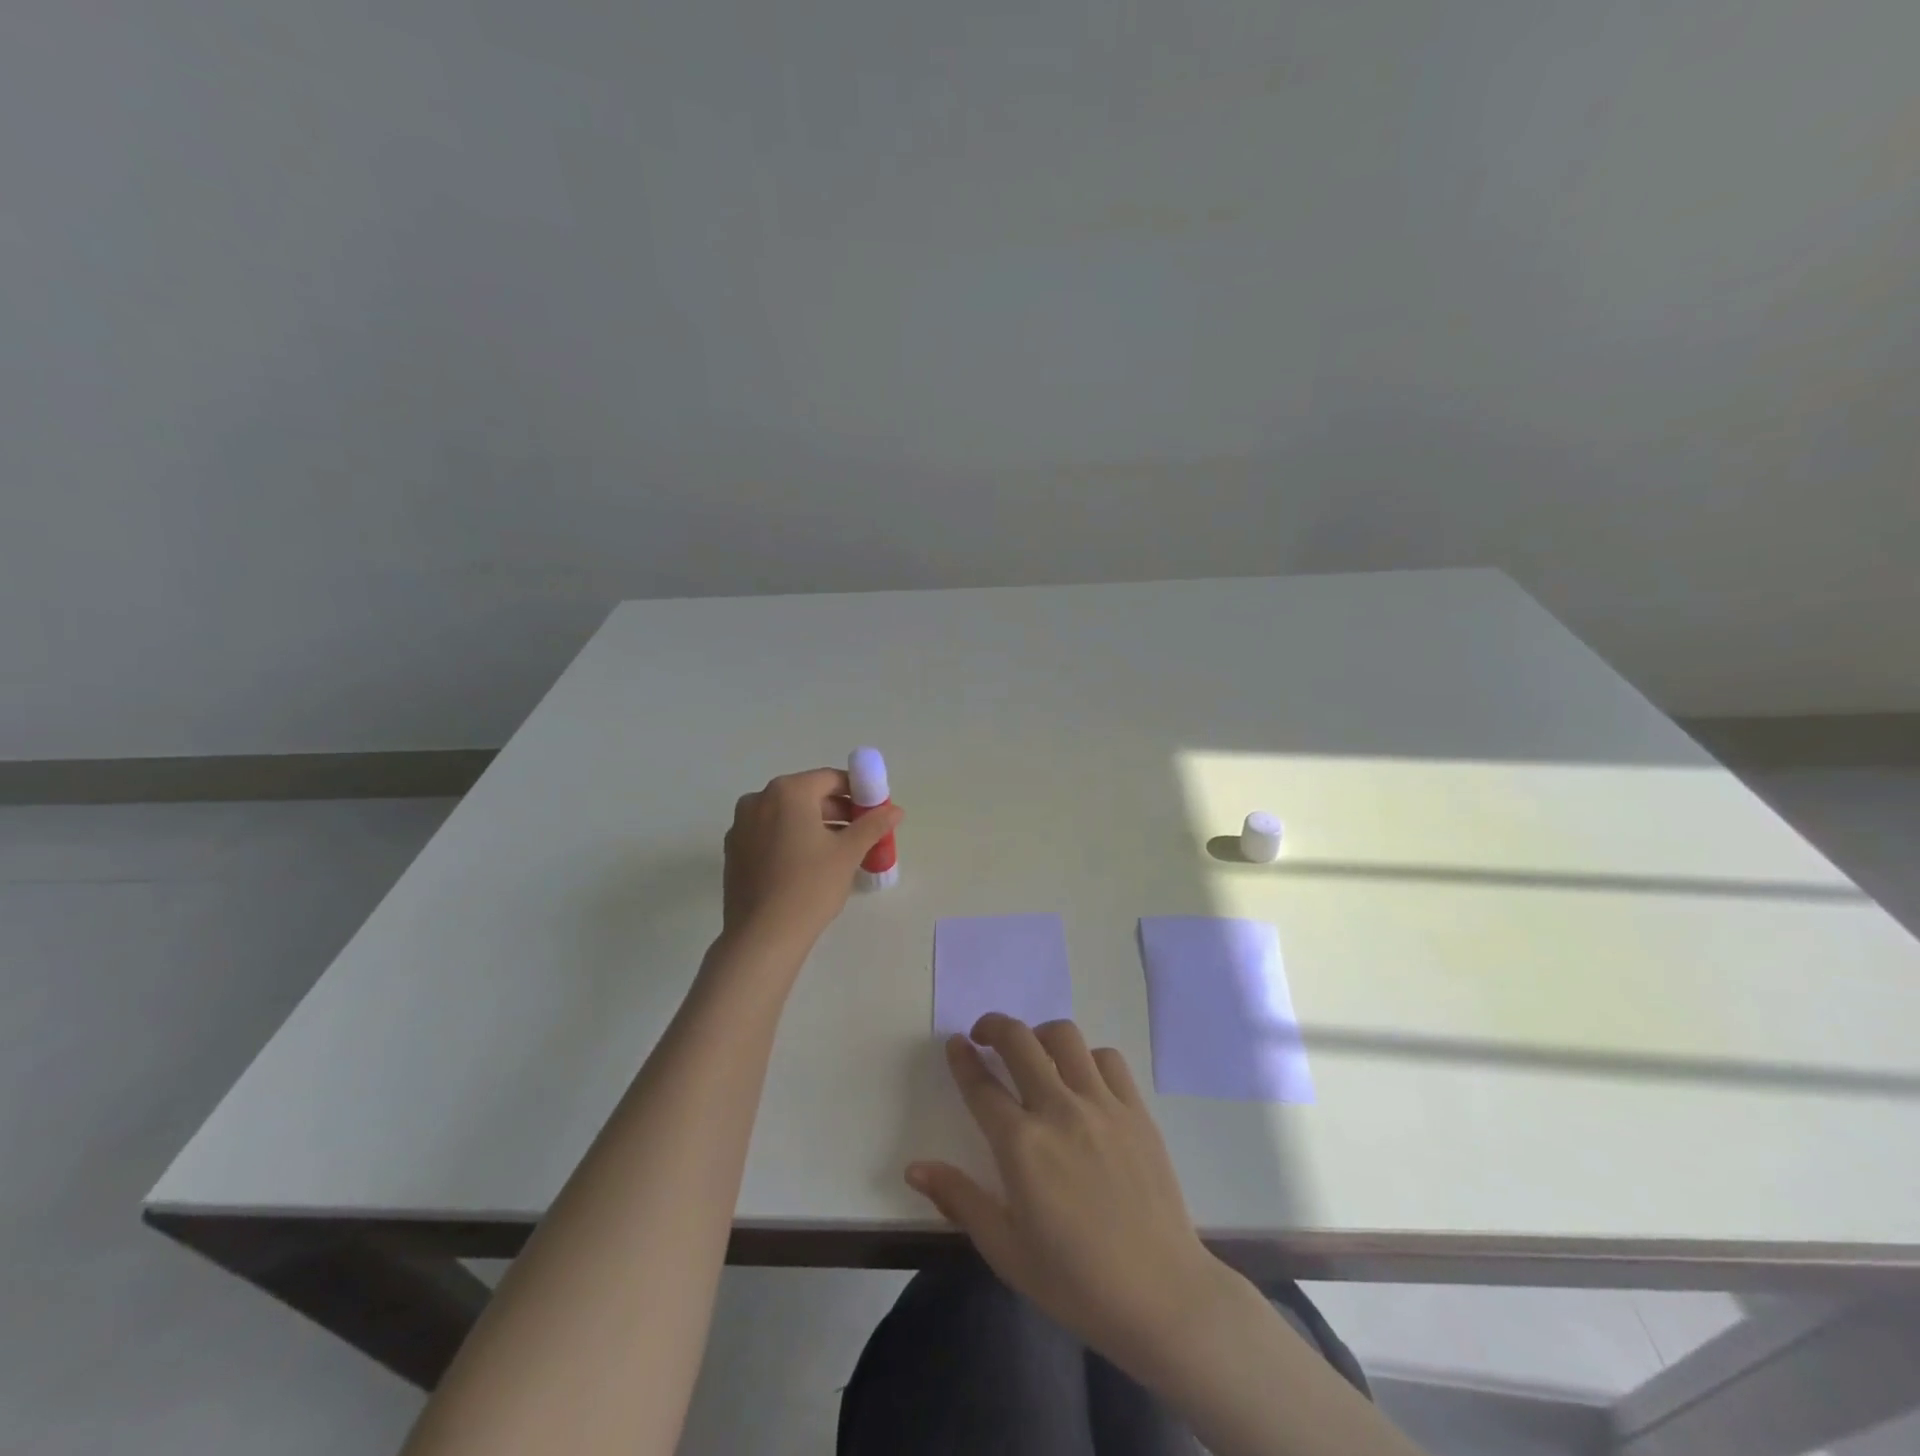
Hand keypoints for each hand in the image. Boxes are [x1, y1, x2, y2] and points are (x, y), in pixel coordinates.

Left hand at [722, 768, 901, 949]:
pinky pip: (770, 834)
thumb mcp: (848, 853)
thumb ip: (873, 825)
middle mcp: (758, 799)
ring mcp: (741, 825)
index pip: (831, 779)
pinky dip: (791, 839)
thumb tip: (895, 810)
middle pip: (807, 795)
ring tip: (839, 852)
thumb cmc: (810, 886)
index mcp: (787, 791)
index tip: (874, 812)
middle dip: (837, 811)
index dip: (857, 792)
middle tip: (862, 834)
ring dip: (815, 826)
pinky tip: (808, 865)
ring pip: (787, 816)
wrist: (762, 936)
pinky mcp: (734, 851)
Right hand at [905, 1015, 1238, 1383]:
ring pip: (1064, 1037)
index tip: (955, 1045)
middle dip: (994, 1026)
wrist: (1159, 1296)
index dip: (962, 1059)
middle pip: (1019, 1041)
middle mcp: (1058, 1110)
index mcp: (1021, 1146)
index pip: (980, 1085)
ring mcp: (1101, 1104)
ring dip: (1040, 1035)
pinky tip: (1082, 1078)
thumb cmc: (1074, 1281)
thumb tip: (914, 1168)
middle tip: (984, 1035)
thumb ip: (959, 1199)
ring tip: (1034, 1051)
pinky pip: (1107, 1058)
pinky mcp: (1135, 1109)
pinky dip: (1087, 1057)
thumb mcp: (1005, 1249)